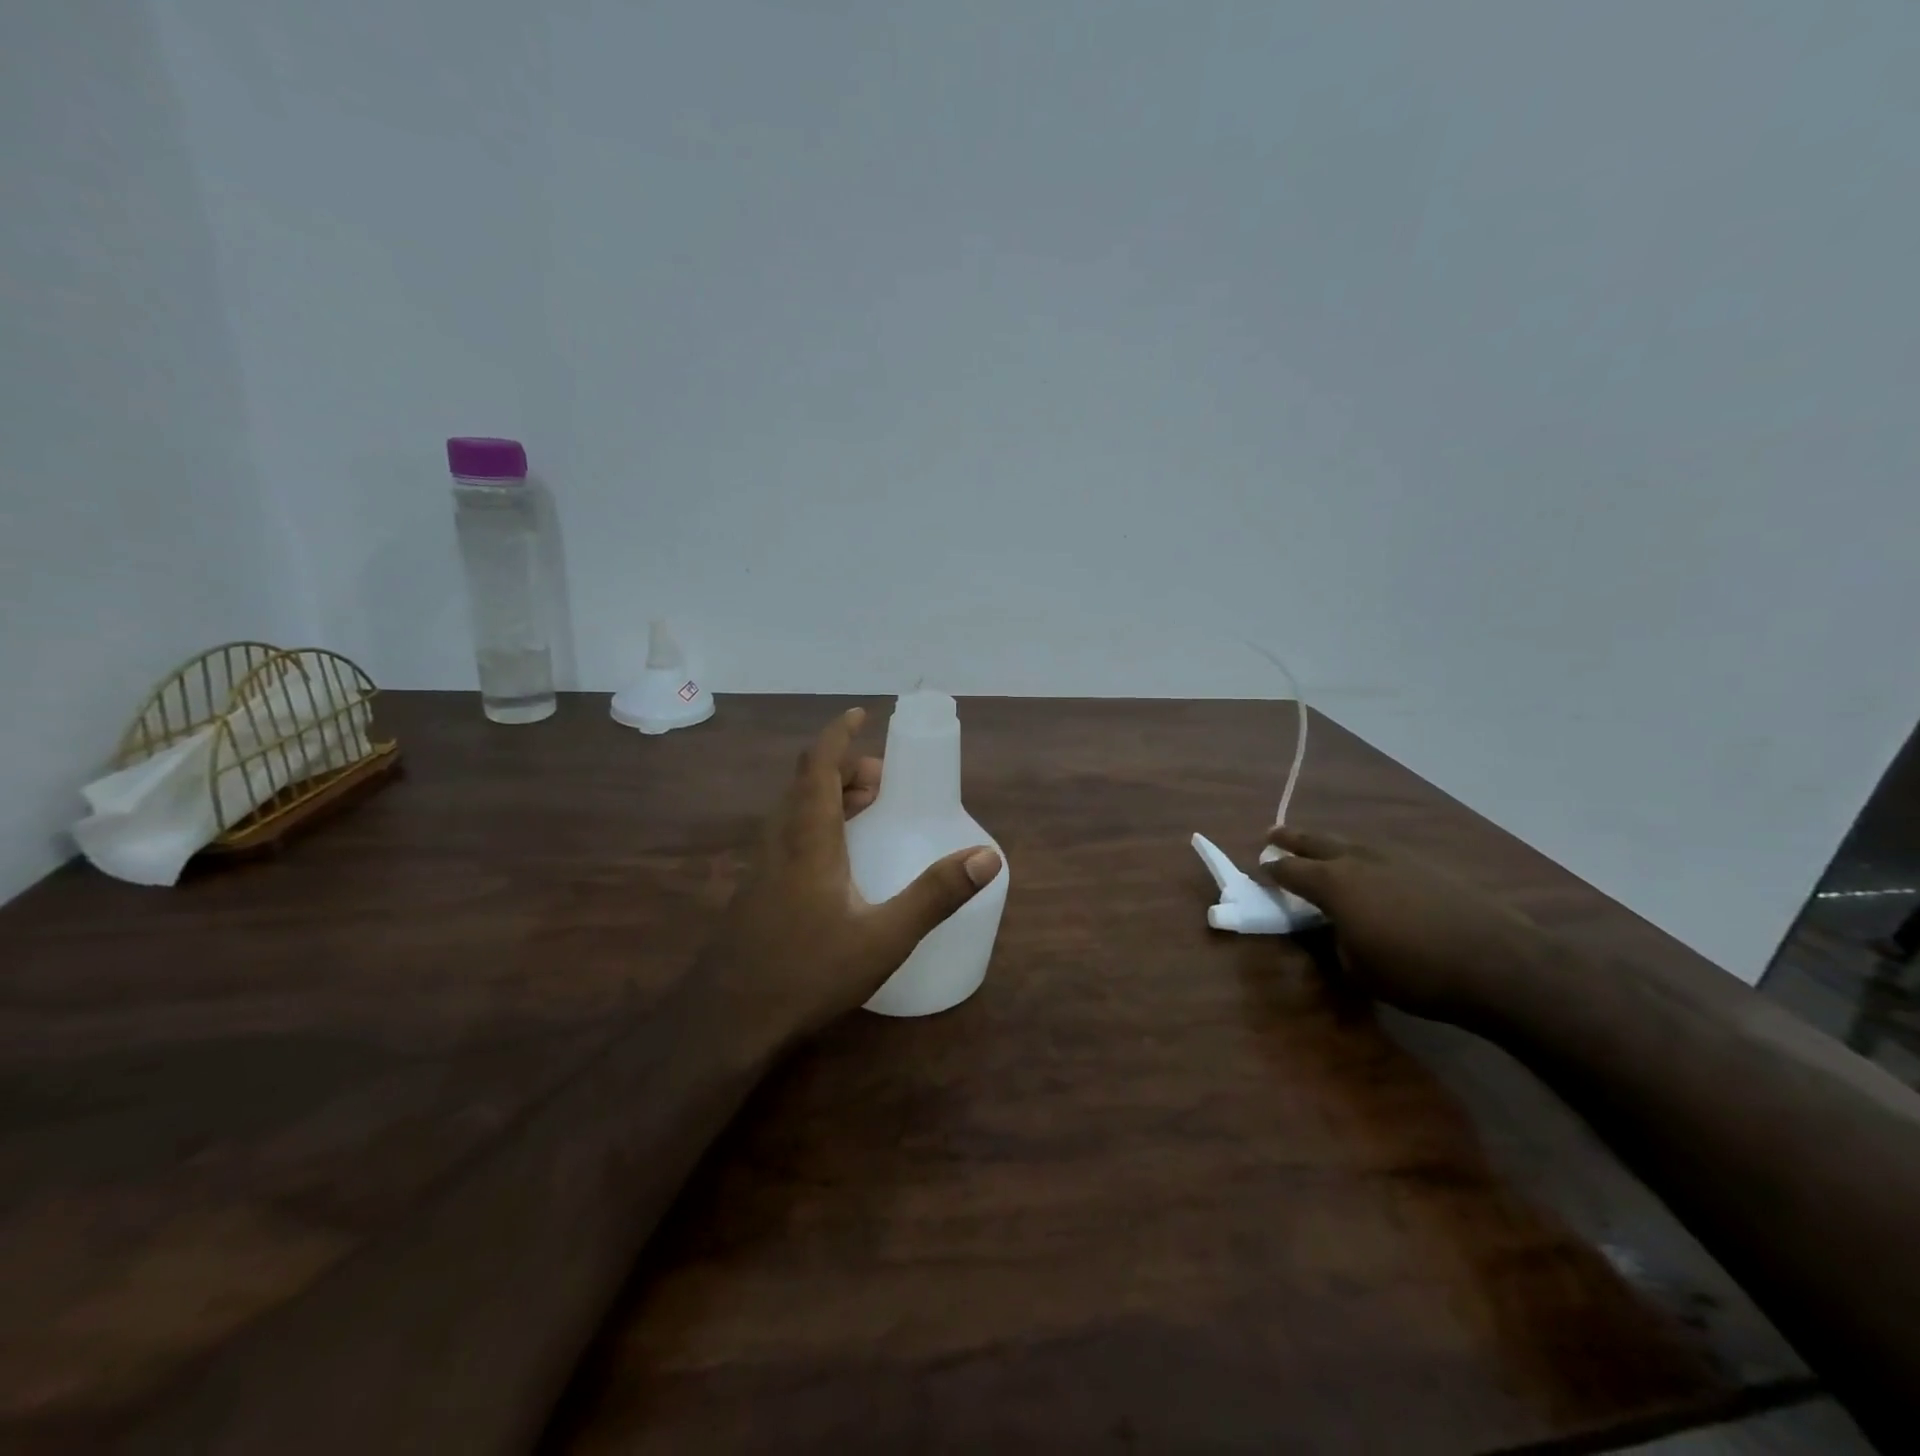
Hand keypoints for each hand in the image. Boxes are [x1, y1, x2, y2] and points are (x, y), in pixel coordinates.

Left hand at [704, 707, 1002, 1050]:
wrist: (728, 1020)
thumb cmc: (808, 971)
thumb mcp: (884, 936)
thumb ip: (936, 895)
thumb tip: (987, 856)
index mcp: (808, 836)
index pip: (819, 764)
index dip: (839, 734)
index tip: (861, 714)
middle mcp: (781, 839)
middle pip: (807, 781)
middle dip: (845, 767)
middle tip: (883, 779)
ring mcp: (763, 865)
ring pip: (795, 808)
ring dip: (830, 794)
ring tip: (869, 809)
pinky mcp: (757, 889)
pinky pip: (789, 833)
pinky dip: (818, 821)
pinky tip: (840, 859)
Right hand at [1262, 826, 1552, 1026]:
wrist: (1499, 964)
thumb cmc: (1415, 972)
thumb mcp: (1357, 968)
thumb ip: (1335, 941)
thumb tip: (1335, 928)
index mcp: (1333, 883)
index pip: (1290, 870)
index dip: (1272, 870)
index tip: (1261, 868)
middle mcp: (1358, 860)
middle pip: (1316, 841)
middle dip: (1292, 838)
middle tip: (1273, 834)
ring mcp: (1396, 857)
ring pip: (1351, 842)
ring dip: (1330, 844)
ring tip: (1321, 848)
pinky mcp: (1428, 865)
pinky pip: (1382, 853)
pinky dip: (1365, 857)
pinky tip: (1371, 868)